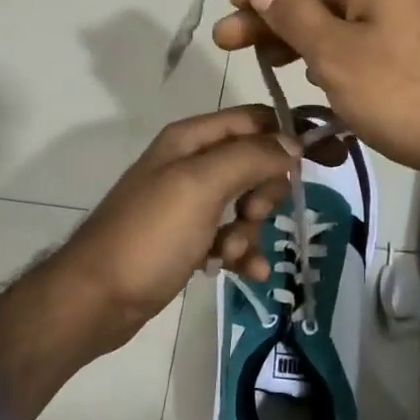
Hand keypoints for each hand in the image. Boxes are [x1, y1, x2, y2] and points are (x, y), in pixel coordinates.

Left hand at [0, 107, 307, 419]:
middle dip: (265, 192)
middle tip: (253, 215)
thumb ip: (250, 157)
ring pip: (246, 204)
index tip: (322, 161)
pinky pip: (231, 236)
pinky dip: (243, 251)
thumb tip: (293, 144)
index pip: (254, 120)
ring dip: (252, 229)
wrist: (97, 299)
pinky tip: (248, 272)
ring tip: (233, 251)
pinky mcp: (188, 238)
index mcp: (191, 139)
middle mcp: (191, 164)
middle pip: (255, 163)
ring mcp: (189, 203)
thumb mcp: (201, 186)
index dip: (288, 136)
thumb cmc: (150, 235)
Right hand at [212, 0, 419, 182]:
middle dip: (271, 8)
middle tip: (228, 42)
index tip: (241, 6)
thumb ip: (293, 15)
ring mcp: (402, 20)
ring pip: (335, 13)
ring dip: (293, 32)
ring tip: (261, 62)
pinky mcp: (408, 53)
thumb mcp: (336, 54)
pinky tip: (305, 76)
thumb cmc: (403, 94)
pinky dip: (325, 51)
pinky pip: (356, 38)